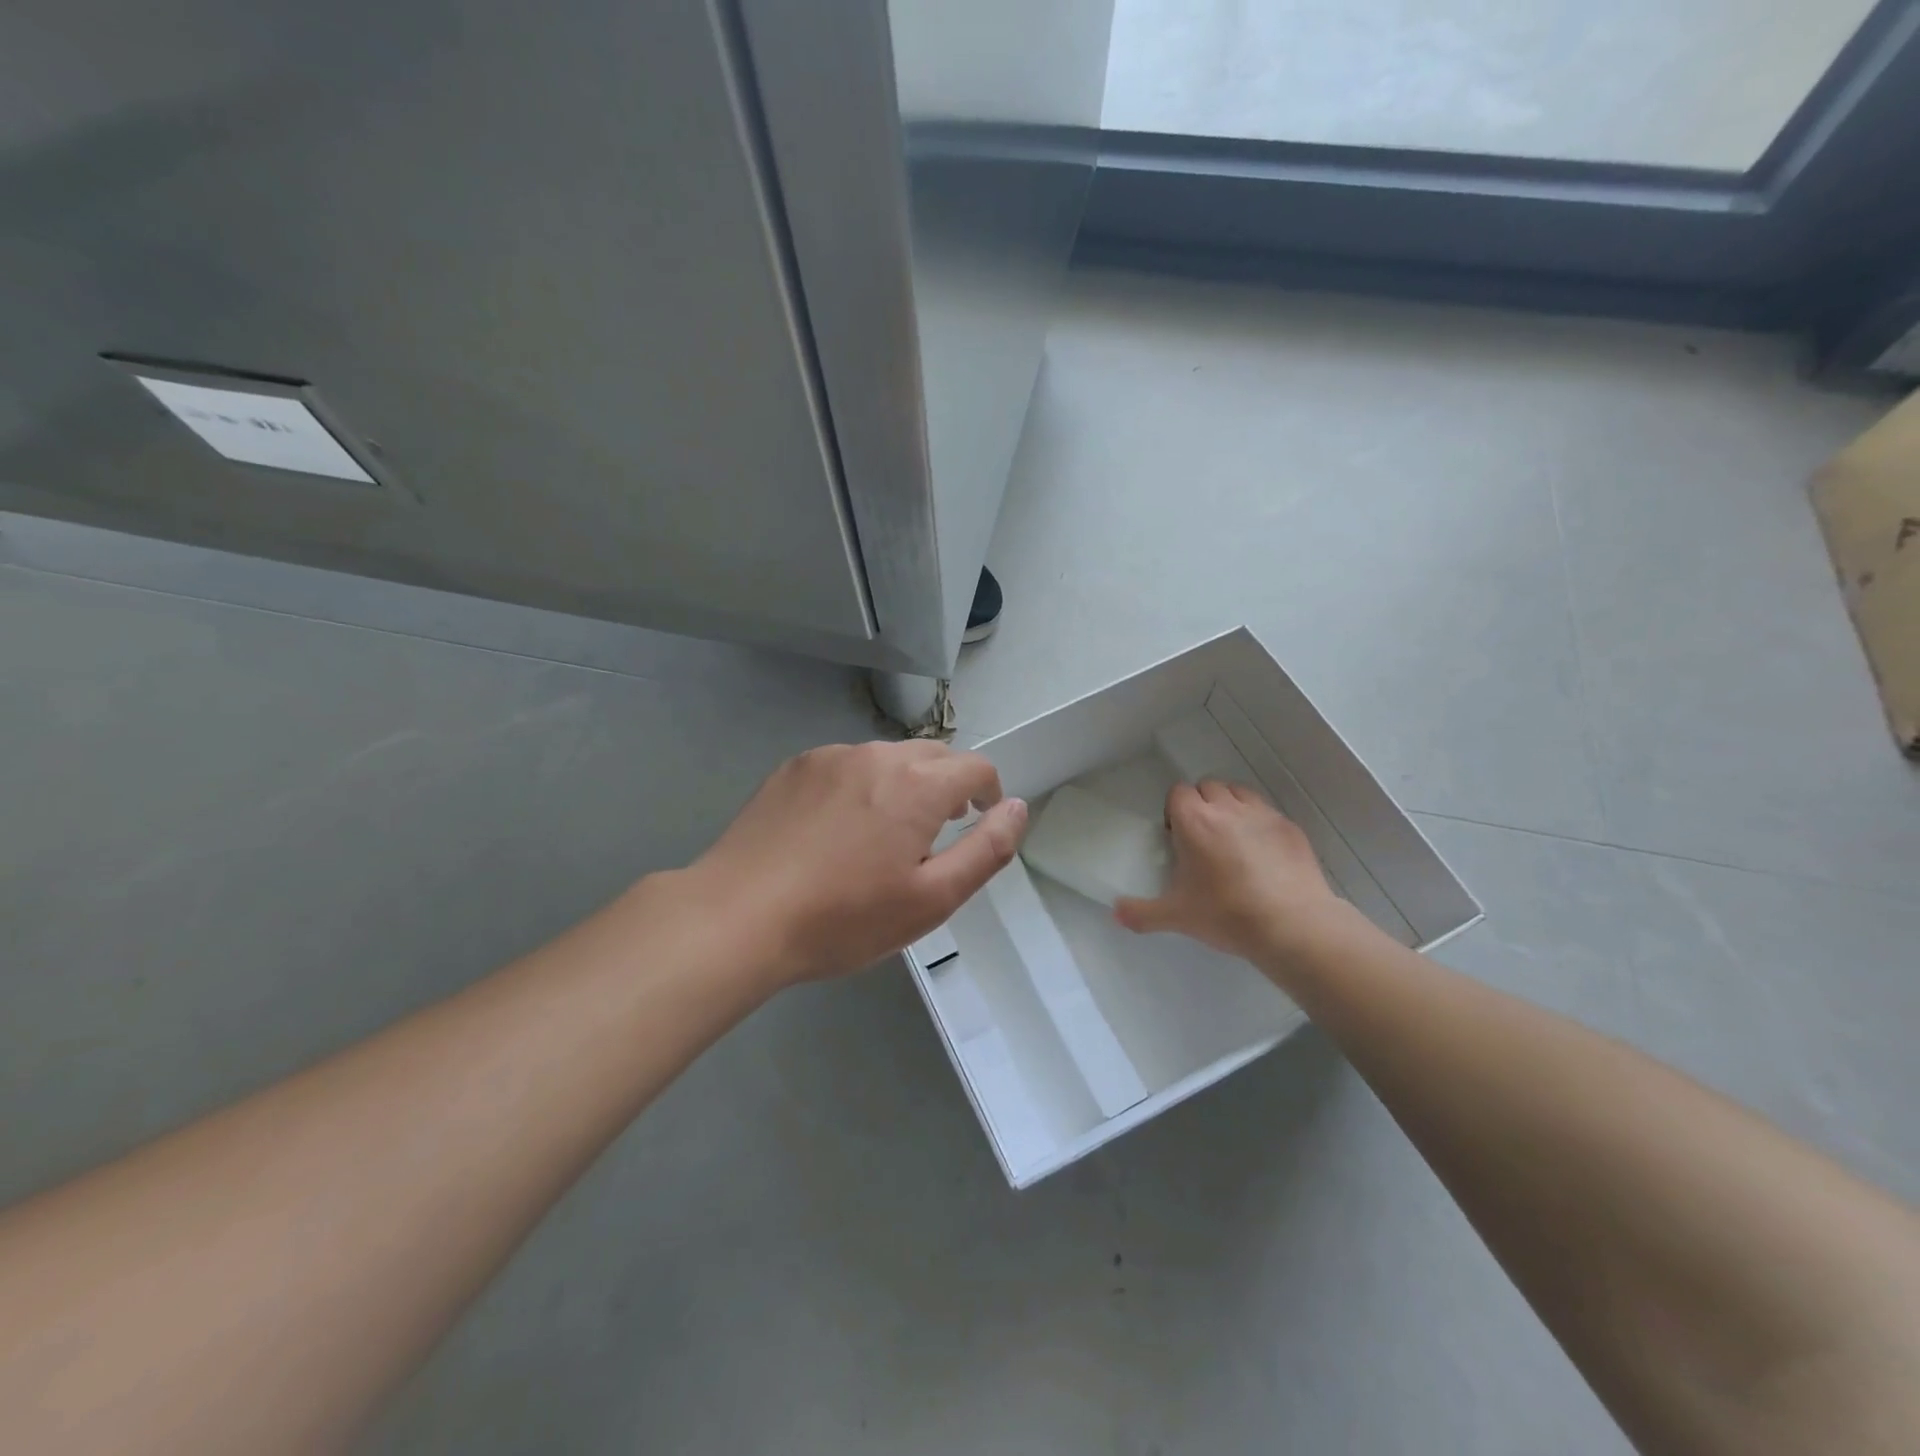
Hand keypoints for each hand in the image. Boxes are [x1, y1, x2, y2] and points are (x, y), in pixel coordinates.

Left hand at [685, 741, 1026, 987]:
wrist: (738, 917)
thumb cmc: (843, 918)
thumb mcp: (931, 899)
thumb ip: (986, 849)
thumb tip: (1016, 807)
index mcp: (917, 784)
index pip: (976, 766)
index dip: (989, 791)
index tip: (980, 818)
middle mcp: (877, 755)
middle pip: (933, 755)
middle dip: (947, 785)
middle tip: (936, 833)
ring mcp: (830, 756)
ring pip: (887, 758)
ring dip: (902, 785)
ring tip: (882, 835)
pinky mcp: (794, 767)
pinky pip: (846, 765)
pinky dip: (860, 786)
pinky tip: (836, 830)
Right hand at [1113, 781, 1348, 962]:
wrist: (1291, 926)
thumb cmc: (1226, 915)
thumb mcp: (1177, 917)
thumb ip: (1141, 913)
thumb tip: (1115, 913)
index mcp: (1194, 821)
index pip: (1178, 792)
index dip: (1175, 811)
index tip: (1177, 836)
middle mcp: (1227, 808)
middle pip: (1208, 787)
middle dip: (1201, 805)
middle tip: (1202, 839)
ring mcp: (1262, 815)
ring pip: (1239, 793)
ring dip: (1230, 806)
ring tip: (1231, 839)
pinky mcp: (1290, 827)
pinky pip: (1267, 812)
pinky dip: (1259, 823)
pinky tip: (1262, 854)